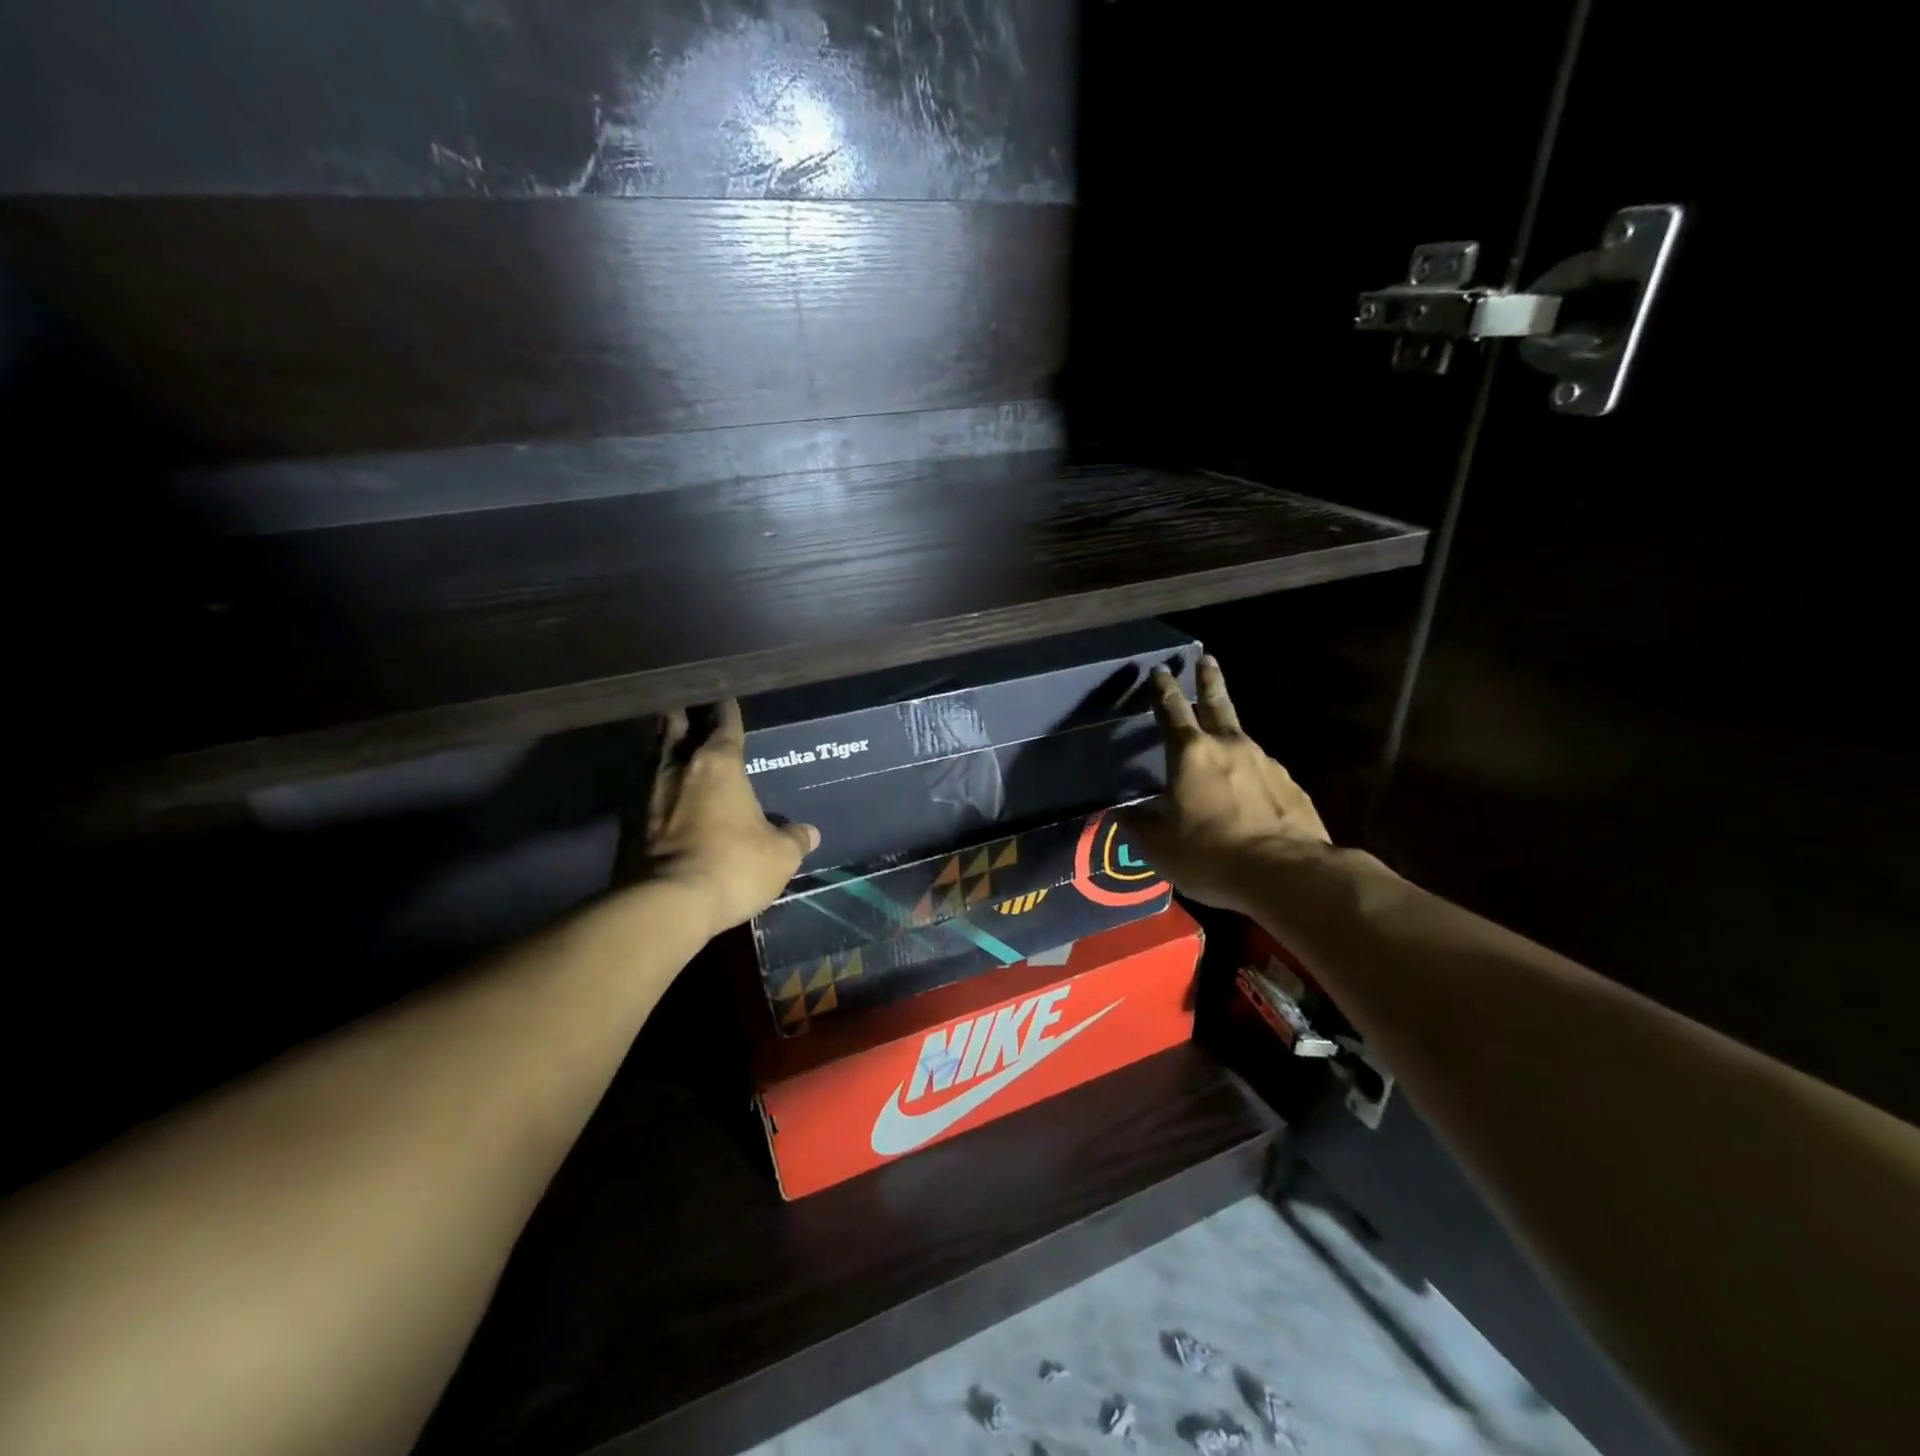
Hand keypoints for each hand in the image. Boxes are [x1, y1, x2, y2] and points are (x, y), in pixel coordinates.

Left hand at [621, 700, 818, 937]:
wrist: (665, 904)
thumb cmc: (733, 866)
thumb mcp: (780, 856)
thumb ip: (794, 838)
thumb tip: (809, 833)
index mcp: (718, 764)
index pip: (724, 724)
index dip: (727, 710)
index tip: (725, 696)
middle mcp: (678, 768)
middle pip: (675, 728)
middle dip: (682, 716)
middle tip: (687, 707)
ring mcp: (645, 793)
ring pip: (653, 755)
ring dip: (662, 746)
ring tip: (670, 741)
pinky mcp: (626, 823)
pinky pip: (641, 790)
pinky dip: (651, 784)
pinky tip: (659, 792)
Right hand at [1123, 656, 1330, 913]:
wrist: (1288, 874)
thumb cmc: (1211, 854)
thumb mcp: (1159, 846)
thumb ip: (1138, 824)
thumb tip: (1122, 812)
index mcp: (1191, 754)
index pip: (1172, 710)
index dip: (1163, 689)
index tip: (1160, 669)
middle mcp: (1230, 747)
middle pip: (1217, 703)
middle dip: (1208, 680)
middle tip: (1206, 659)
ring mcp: (1266, 764)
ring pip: (1241, 741)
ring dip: (1229, 736)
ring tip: (1221, 747)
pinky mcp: (1291, 786)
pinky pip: (1262, 774)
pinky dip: (1250, 776)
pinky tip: (1249, 796)